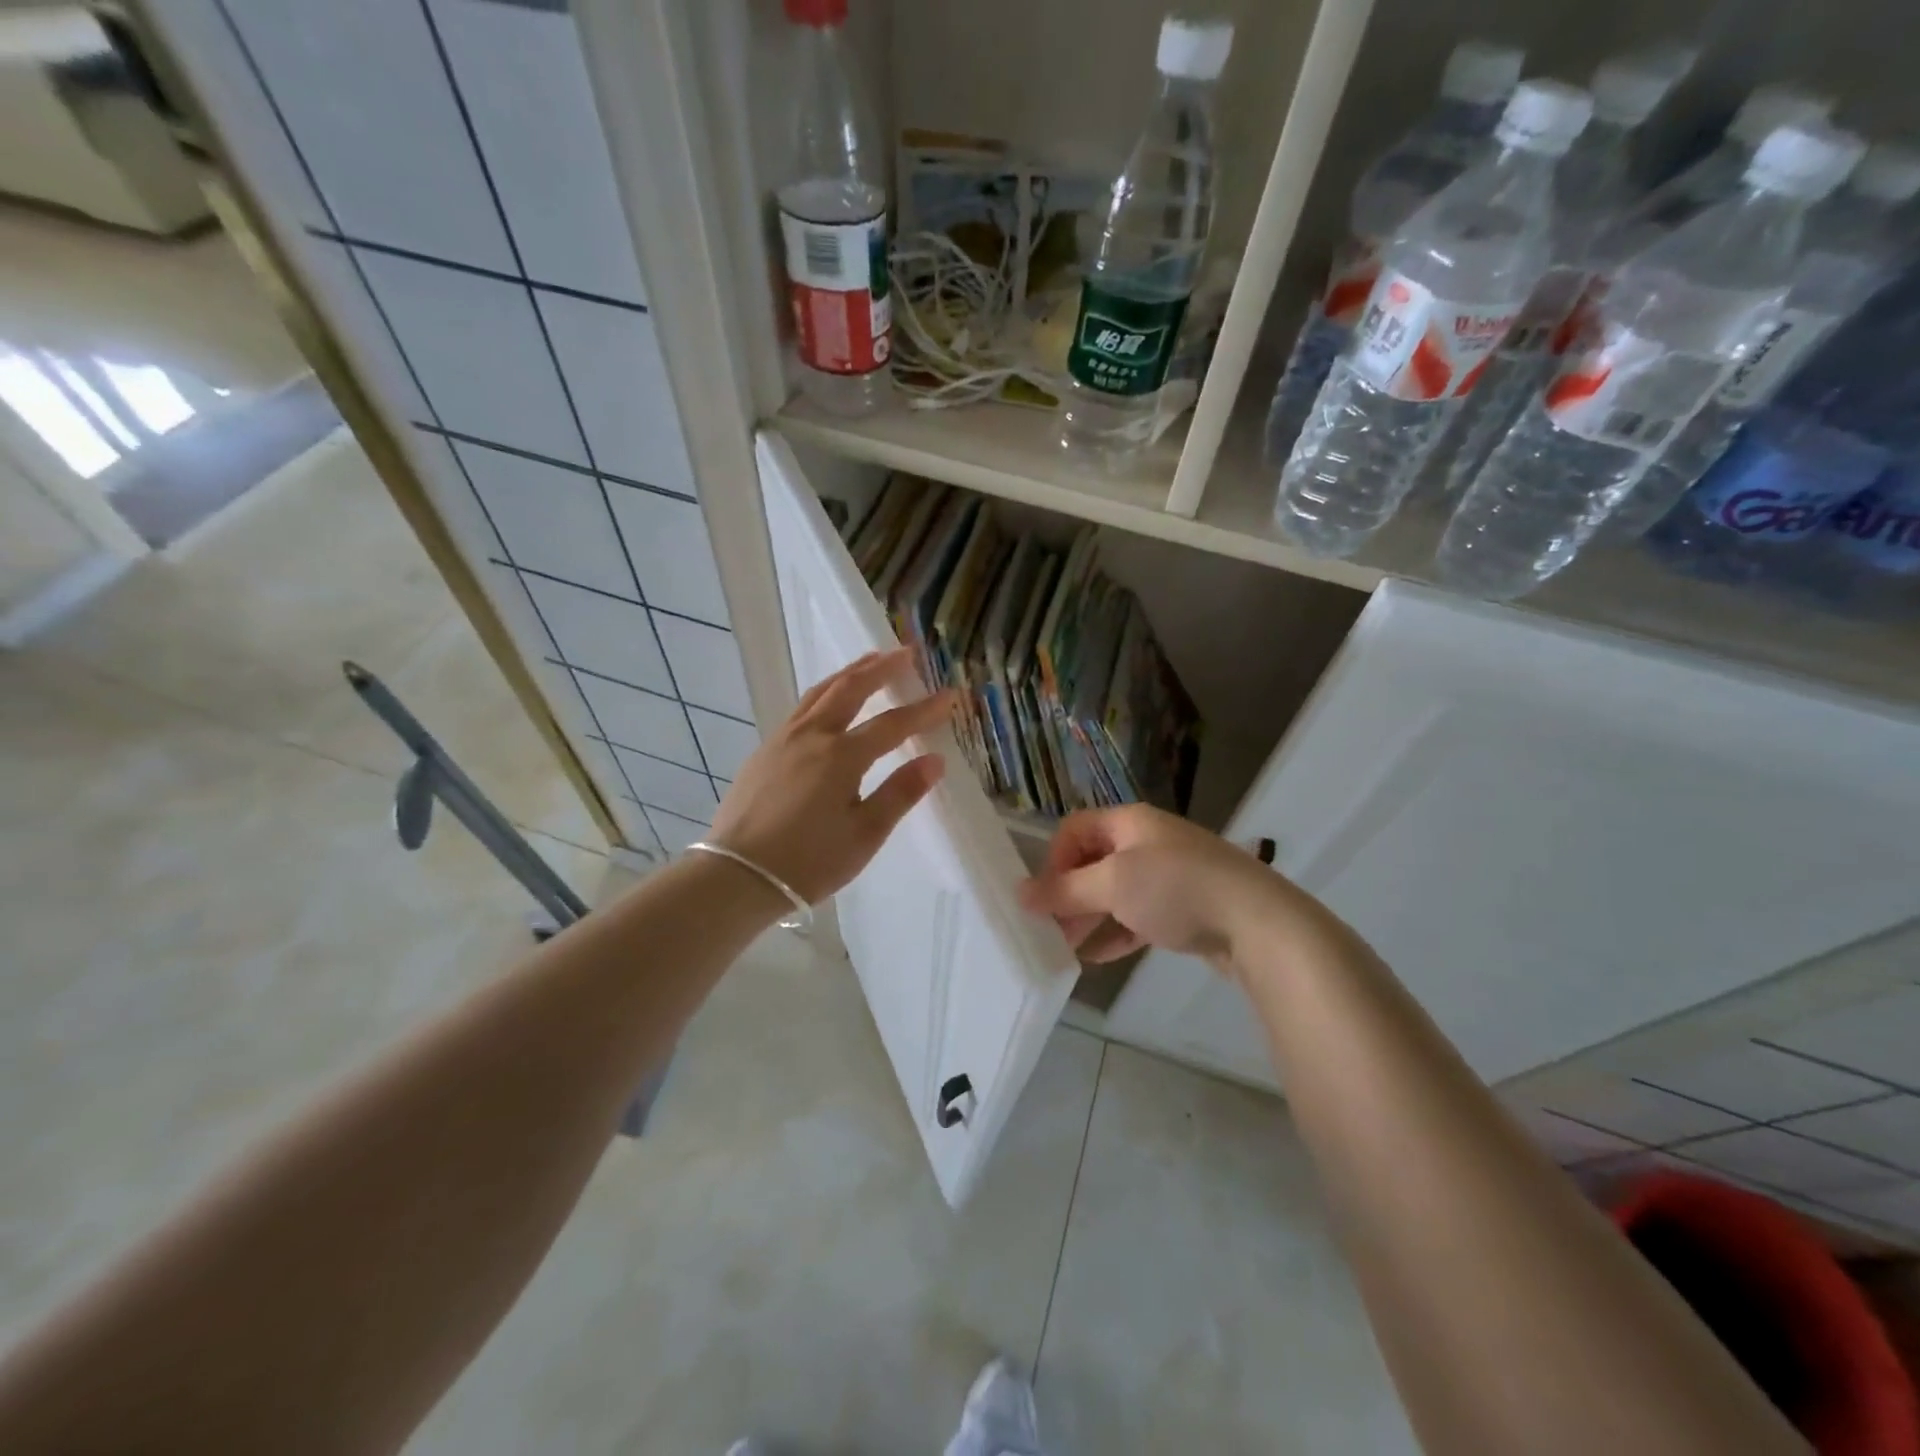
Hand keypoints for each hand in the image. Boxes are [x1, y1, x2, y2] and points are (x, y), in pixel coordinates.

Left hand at [707, 648, 955, 904]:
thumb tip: (935, 760)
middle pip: (850, 689)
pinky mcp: (765, 751)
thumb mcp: (864, 835)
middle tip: (906, 652)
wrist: (737, 876)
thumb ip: (900, 793)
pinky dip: (824, 691)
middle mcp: (812, 736)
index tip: (949, 695)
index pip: (892, 724)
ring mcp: (783, 740)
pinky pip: (801, 707)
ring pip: (820, 692)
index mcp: (841, 757)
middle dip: (881, 668)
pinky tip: (828, 699)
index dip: (923, 710)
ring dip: (849, 673)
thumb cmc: (808, 861)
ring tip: (870, 660)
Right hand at [1019, 804, 1301, 969]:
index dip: (1053, 860)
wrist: (1260, 924)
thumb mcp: (1113, 885)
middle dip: (1069, 894)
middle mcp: (1148, 842)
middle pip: (1094, 862)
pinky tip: (1099, 956)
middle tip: (1050, 928)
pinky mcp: (1186, 908)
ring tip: (1067, 946)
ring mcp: (1170, 875)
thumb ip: (1065, 890)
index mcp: (1130, 822)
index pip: (1075, 830)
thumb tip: (1019, 893)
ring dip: (1090, 916)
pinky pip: (1139, 916)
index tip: (1045, 897)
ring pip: (1116, 892)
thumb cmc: (1178, 889)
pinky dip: (1117, 932)